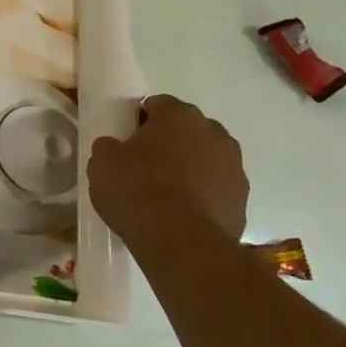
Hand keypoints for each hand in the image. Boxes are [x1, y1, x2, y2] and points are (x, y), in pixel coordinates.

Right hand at [87, 94, 248, 242]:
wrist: (181, 242)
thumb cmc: (137, 190)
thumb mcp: (102, 162)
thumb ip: (109, 147)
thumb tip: (116, 147)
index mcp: (179, 115)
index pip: (157, 104)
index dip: (139, 121)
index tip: (126, 142)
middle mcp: (214, 132)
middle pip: (187, 129)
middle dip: (169, 142)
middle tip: (144, 165)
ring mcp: (234, 167)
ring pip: (206, 158)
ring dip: (189, 168)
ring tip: (164, 194)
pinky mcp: (243, 200)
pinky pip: (216, 187)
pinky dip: (202, 194)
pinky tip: (181, 213)